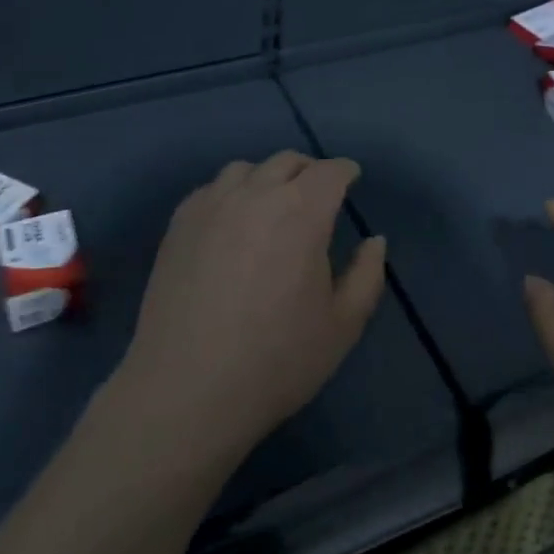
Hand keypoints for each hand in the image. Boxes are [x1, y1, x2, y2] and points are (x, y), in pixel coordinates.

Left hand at [116, 152, 386, 466]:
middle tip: (317, 194)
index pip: (330, 172)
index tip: (352, 180)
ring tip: (272, 204)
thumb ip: (367, 275)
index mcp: (302, 212)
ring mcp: (212, 205)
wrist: (186, 391)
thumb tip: (374, 241)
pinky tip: (232, 222)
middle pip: (288, 161)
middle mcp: (256, 194)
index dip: (345, 172)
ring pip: (246, 169)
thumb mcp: (342, 325)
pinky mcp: (179, 224)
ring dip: (267, 177)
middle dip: (309, 171)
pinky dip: (231, 193)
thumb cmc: (276, 360)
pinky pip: (212, 189)